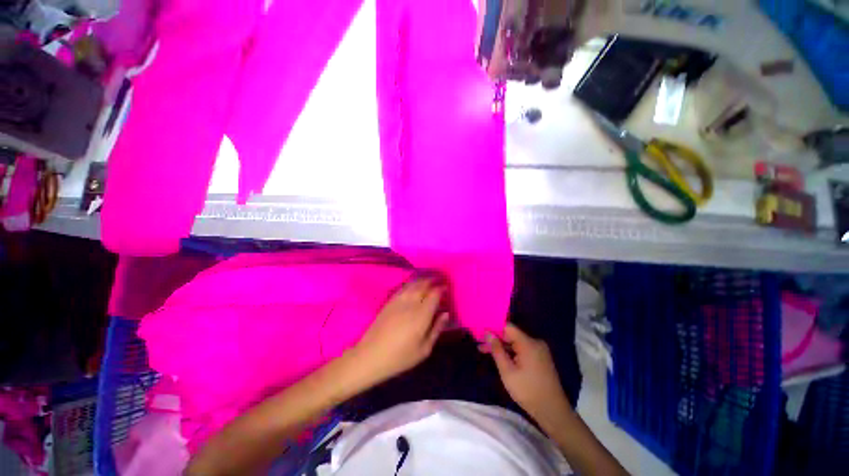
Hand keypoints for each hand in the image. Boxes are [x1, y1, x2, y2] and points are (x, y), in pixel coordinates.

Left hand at [350, 278, 448, 387]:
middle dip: (433, 280)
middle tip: (439, 280)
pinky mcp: (389, 301)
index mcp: (422, 314)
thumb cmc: (400, 357)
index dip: (442, 288)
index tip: (446, 288)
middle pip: (423, 284)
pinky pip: (403, 287)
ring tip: (429, 280)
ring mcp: (398, 300)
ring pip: (413, 283)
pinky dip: (411, 283)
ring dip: (422, 279)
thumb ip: (436, 329)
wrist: (371, 356)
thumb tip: (446, 313)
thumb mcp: (424, 349)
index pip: (434, 294)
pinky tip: (414, 285)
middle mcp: (411, 303)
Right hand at [484, 323, 571, 425]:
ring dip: (502, 346)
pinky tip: (501, 357)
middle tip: (480, 344)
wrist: (553, 411)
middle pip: (511, 335)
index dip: (493, 328)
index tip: (481, 333)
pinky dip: (511, 352)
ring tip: (484, 350)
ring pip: (516, 343)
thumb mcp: (507, 371)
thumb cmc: (527, 391)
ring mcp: (539, 350)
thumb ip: (497, 350)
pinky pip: (522, 349)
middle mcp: (535, 342)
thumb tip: (488, 334)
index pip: (507, 327)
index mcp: (528, 343)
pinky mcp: (540, 358)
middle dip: (496, 339)